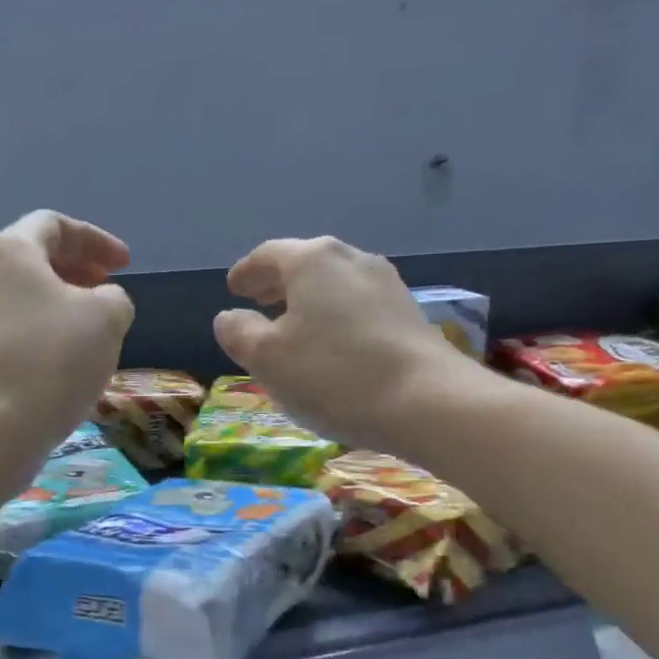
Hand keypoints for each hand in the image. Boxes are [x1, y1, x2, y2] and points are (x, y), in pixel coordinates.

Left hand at [0, 211, 134, 457]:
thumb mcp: (106, 317)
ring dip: (67, 305)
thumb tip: (102, 305)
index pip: (54, 225)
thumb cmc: (51, 357)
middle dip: (80, 270)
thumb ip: (115, 298)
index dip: (96, 239)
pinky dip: (51, 333)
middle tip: (111, 290)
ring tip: (98, 330)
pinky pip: (21, 330)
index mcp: (11, 251)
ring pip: (29, 298)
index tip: (125, 265)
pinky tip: (73, 361)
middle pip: (37, 259)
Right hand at [214, 236, 479, 453]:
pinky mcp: (409, 313)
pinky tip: (333, 343)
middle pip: (305, 263)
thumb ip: (239, 333)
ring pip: (334, 283)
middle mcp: (351, 259)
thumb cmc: (334, 374)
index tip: (233, 287)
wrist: (428, 402)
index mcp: (312, 260)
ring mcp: (386, 284)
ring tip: (293, 324)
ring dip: (308, 299)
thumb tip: (230, 318)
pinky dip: (335, 315)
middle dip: (278, 282)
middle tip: (258, 301)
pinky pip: (358, 304)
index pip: (268, 255)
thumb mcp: (268, 358)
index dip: (246, 272)